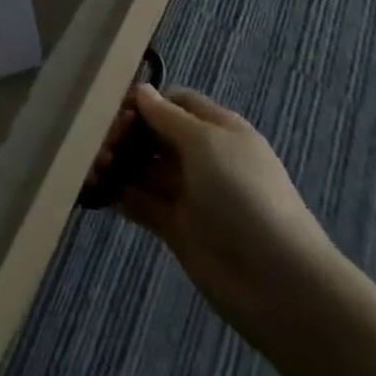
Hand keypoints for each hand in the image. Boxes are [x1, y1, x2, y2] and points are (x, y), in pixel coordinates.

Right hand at [99, 84, 348, 344]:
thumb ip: (166, 117)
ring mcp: (190, 194)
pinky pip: (143, 204)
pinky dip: (122, 195)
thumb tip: (141, 91)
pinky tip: (101, 191)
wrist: (278, 284)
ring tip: (97, 165)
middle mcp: (203, 157)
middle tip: (102, 140)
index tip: (116, 107)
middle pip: (156, 134)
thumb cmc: (243, 194)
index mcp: (218, 129)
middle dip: (127, 132)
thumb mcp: (205, 142)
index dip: (147, 101)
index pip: (176, 102)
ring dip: (119, 163)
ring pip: (145, 168)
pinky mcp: (177, 229)